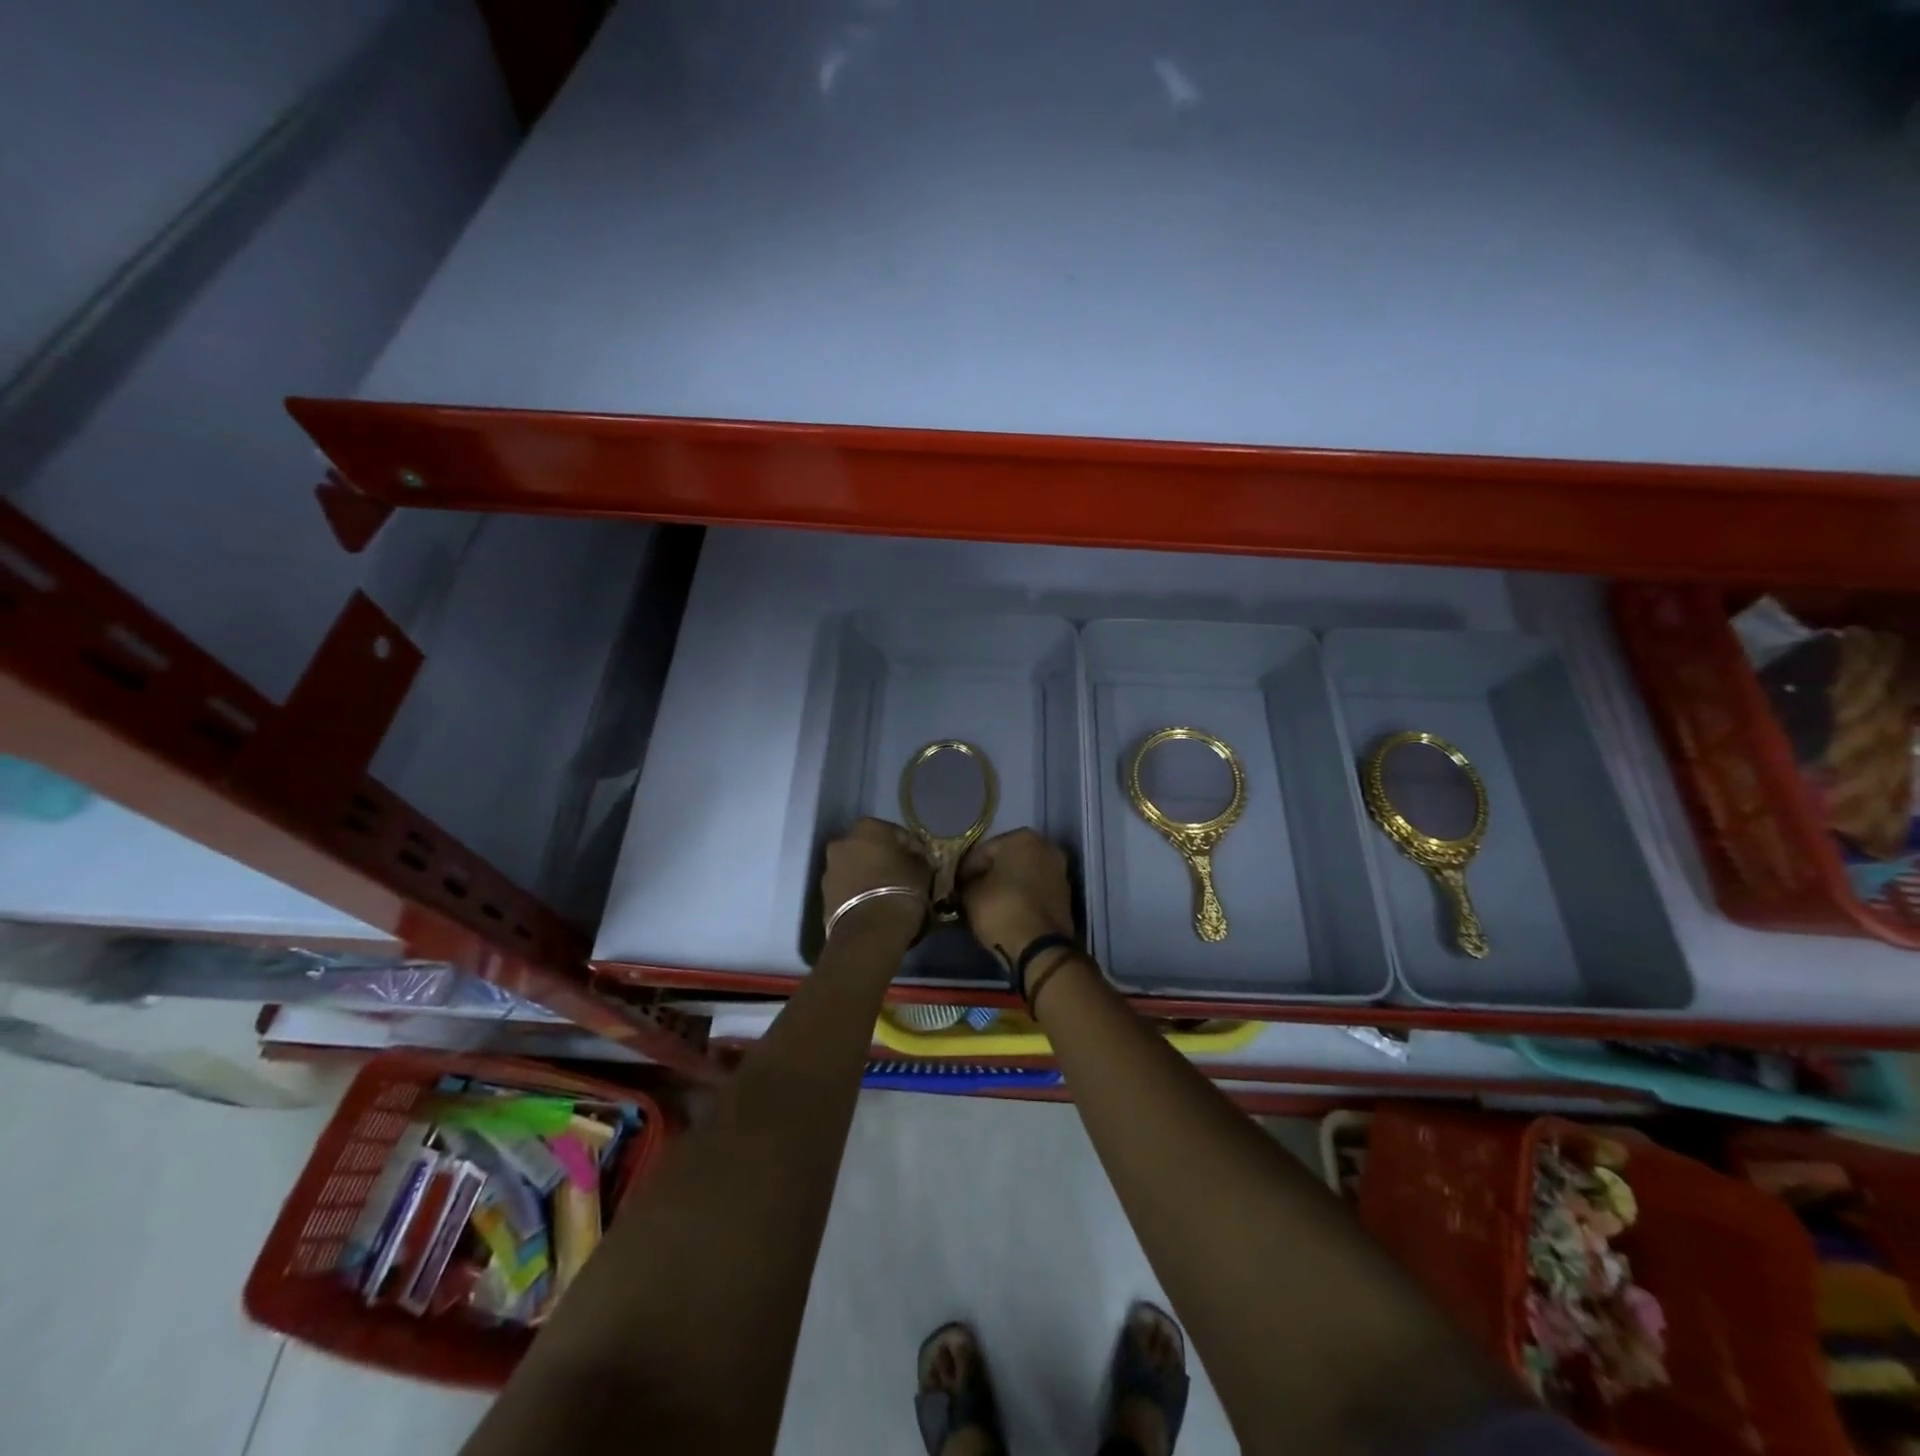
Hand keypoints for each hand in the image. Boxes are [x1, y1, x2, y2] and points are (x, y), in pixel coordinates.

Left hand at [820, 818, 930, 942]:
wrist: (869, 932)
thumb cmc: (900, 890)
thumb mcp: (922, 869)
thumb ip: (917, 858)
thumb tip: (914, 858)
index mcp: (867, 827)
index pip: (896, 833)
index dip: (912, 848)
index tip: (922, 862)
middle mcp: (842, 842)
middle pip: (869, 848)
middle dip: (884, 859)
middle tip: (903, 876)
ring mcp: (829, 869)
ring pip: (855, 868)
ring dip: (869, 876)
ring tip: (887, 894)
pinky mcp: (823, 896)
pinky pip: (847, 888)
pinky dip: (859, 892)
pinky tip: (874, 906)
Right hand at [958, 829, 1075, 971]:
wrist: (1040, 947)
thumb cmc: (1001, 909)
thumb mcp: (971, 894)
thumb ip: (967, 883)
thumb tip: (967, 885)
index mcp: (1022, 837)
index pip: (983, 850)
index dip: (967, 869)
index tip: (956, 886)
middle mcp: (1046, 847)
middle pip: (1007, 859)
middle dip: (989, 874)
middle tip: (970, 893)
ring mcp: (1060, 871)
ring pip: (1023, 874)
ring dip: (1006, 885)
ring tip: (987, 904)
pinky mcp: (1066, 895)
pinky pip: (1035, 890)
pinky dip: (1022, 897)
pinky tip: (1007, 911)